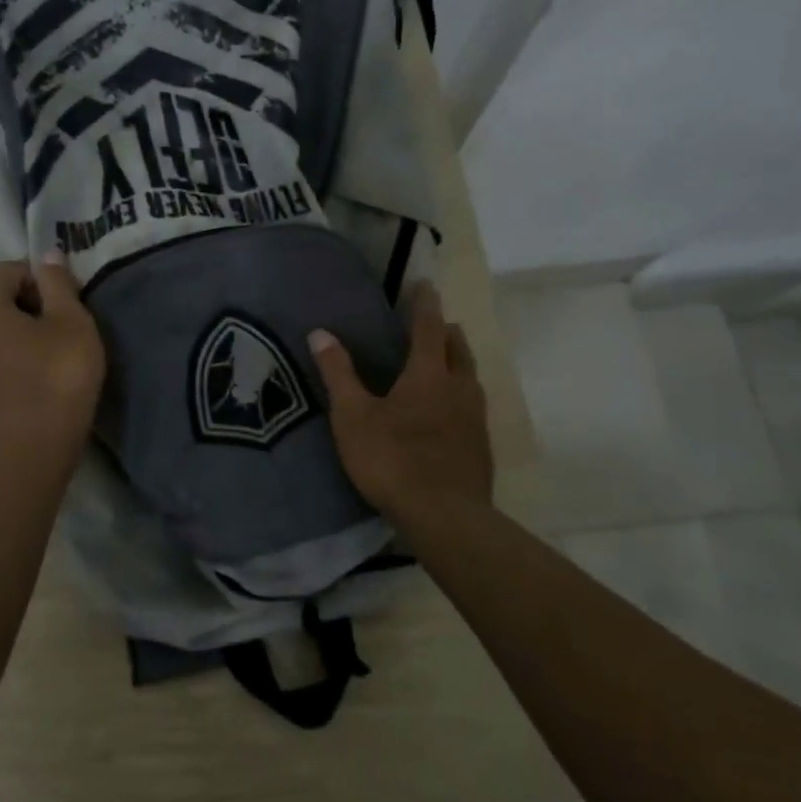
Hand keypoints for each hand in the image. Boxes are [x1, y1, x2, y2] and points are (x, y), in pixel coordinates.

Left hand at [0, 253, 105, 447]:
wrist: (38, 438)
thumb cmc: (60, 372)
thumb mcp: (72, 321)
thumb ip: (58, 285)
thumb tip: (47, 255)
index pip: (0, 274)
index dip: (26, 271)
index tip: (53, 285)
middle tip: (32, 305)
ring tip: (23, 332)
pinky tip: (22, 359)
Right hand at [309, 281, 492, 525]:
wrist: (444, 516)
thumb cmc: (392, 459)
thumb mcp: (353, 416)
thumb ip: (338, 373)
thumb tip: (320, 332)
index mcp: (428, 374)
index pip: (428, 327)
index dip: (425, 304)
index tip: (426, 285)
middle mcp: (459, 388)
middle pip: (458, 348)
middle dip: (447, 332)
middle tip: (436, 324)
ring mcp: (475, 418)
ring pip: (470, 377)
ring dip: (458, 362)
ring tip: (444, 362)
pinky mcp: (481, 446)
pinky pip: (473, 406)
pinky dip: (460, 394)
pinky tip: (448, 412)